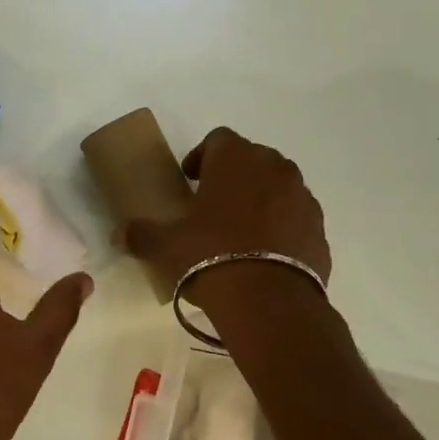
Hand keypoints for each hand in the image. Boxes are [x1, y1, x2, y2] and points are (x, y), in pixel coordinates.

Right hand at [123, 127, 330, 304]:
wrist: (269, 301)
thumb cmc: (209, 257)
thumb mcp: (165, 246)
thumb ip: (140, 234)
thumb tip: (119, 234)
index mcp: (236, 159)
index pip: (218, 139)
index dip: (201, 156)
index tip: (190, 181)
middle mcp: (275, 167)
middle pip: (252, 159)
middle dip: (234, 176)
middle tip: (213, 205)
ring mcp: (303, 197)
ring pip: (278, 187)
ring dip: (260, 200)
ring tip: (240, 232)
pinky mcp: (319, 228)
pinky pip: (295, 218)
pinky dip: (281, 227)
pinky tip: (265, 254)